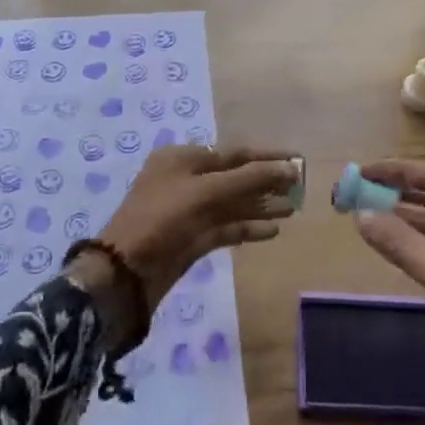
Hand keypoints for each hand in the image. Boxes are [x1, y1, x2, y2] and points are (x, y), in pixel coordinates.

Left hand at [72, 145, 298, 343]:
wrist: (125, 271)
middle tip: (300, 189)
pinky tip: (272, 231)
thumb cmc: (162, 218)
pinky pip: (226, 227)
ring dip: (261, 206)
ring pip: (232, 204)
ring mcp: (189, 211)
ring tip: (293, 209)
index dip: (266, 157)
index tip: (297, 160)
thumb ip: (248, 178)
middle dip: (265, 182)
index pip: (233, 153)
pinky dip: (248, 227)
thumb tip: (289, 168)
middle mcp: (186, 180)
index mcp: (182, 159)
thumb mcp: (205, 192)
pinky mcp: (193, 239)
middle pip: (234, 177)